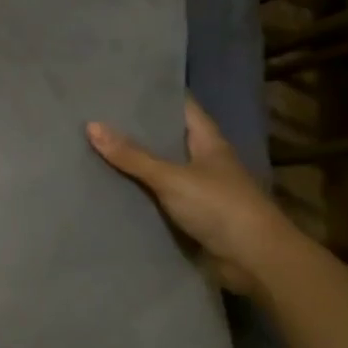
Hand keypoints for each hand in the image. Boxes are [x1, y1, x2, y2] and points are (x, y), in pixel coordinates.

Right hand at [87, 98, 287, 292]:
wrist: (256, 261)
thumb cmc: (220, 207)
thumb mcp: (172, 177)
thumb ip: (133, 155)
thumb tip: (91, 125)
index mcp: (207, 140)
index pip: (180, 105)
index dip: (154, 94)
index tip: (120, 85)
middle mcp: (204, 159)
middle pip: (167, 136)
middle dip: (136, 128)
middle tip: (96, 115)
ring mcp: (199, 188)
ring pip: (161, 168)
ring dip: (135, 162)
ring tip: (93, 147)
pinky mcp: (192, 215)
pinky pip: (159, 196)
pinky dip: (139, 192)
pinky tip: (110, 187)